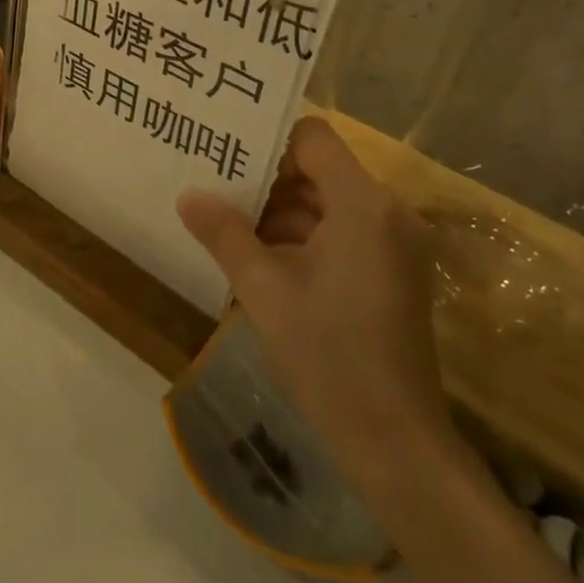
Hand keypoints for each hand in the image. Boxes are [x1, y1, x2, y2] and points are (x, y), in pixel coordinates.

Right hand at [177, 116, 455, 488]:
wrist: (396, 445)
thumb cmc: (328, 356)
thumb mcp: (264, 291)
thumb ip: (224, 234)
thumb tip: (188, 196)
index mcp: (364, 205)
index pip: (313, 138)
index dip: (269, 141)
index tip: (227, 157)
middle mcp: (388, 213)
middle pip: (320, 170)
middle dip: (268, 180)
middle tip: (215, 186)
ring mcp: (395, 245)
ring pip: (328, 204)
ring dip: (281, 213)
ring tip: (227, 223)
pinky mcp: (394, 273)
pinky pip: (343, 233)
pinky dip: (304, 238)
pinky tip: (260, 259)